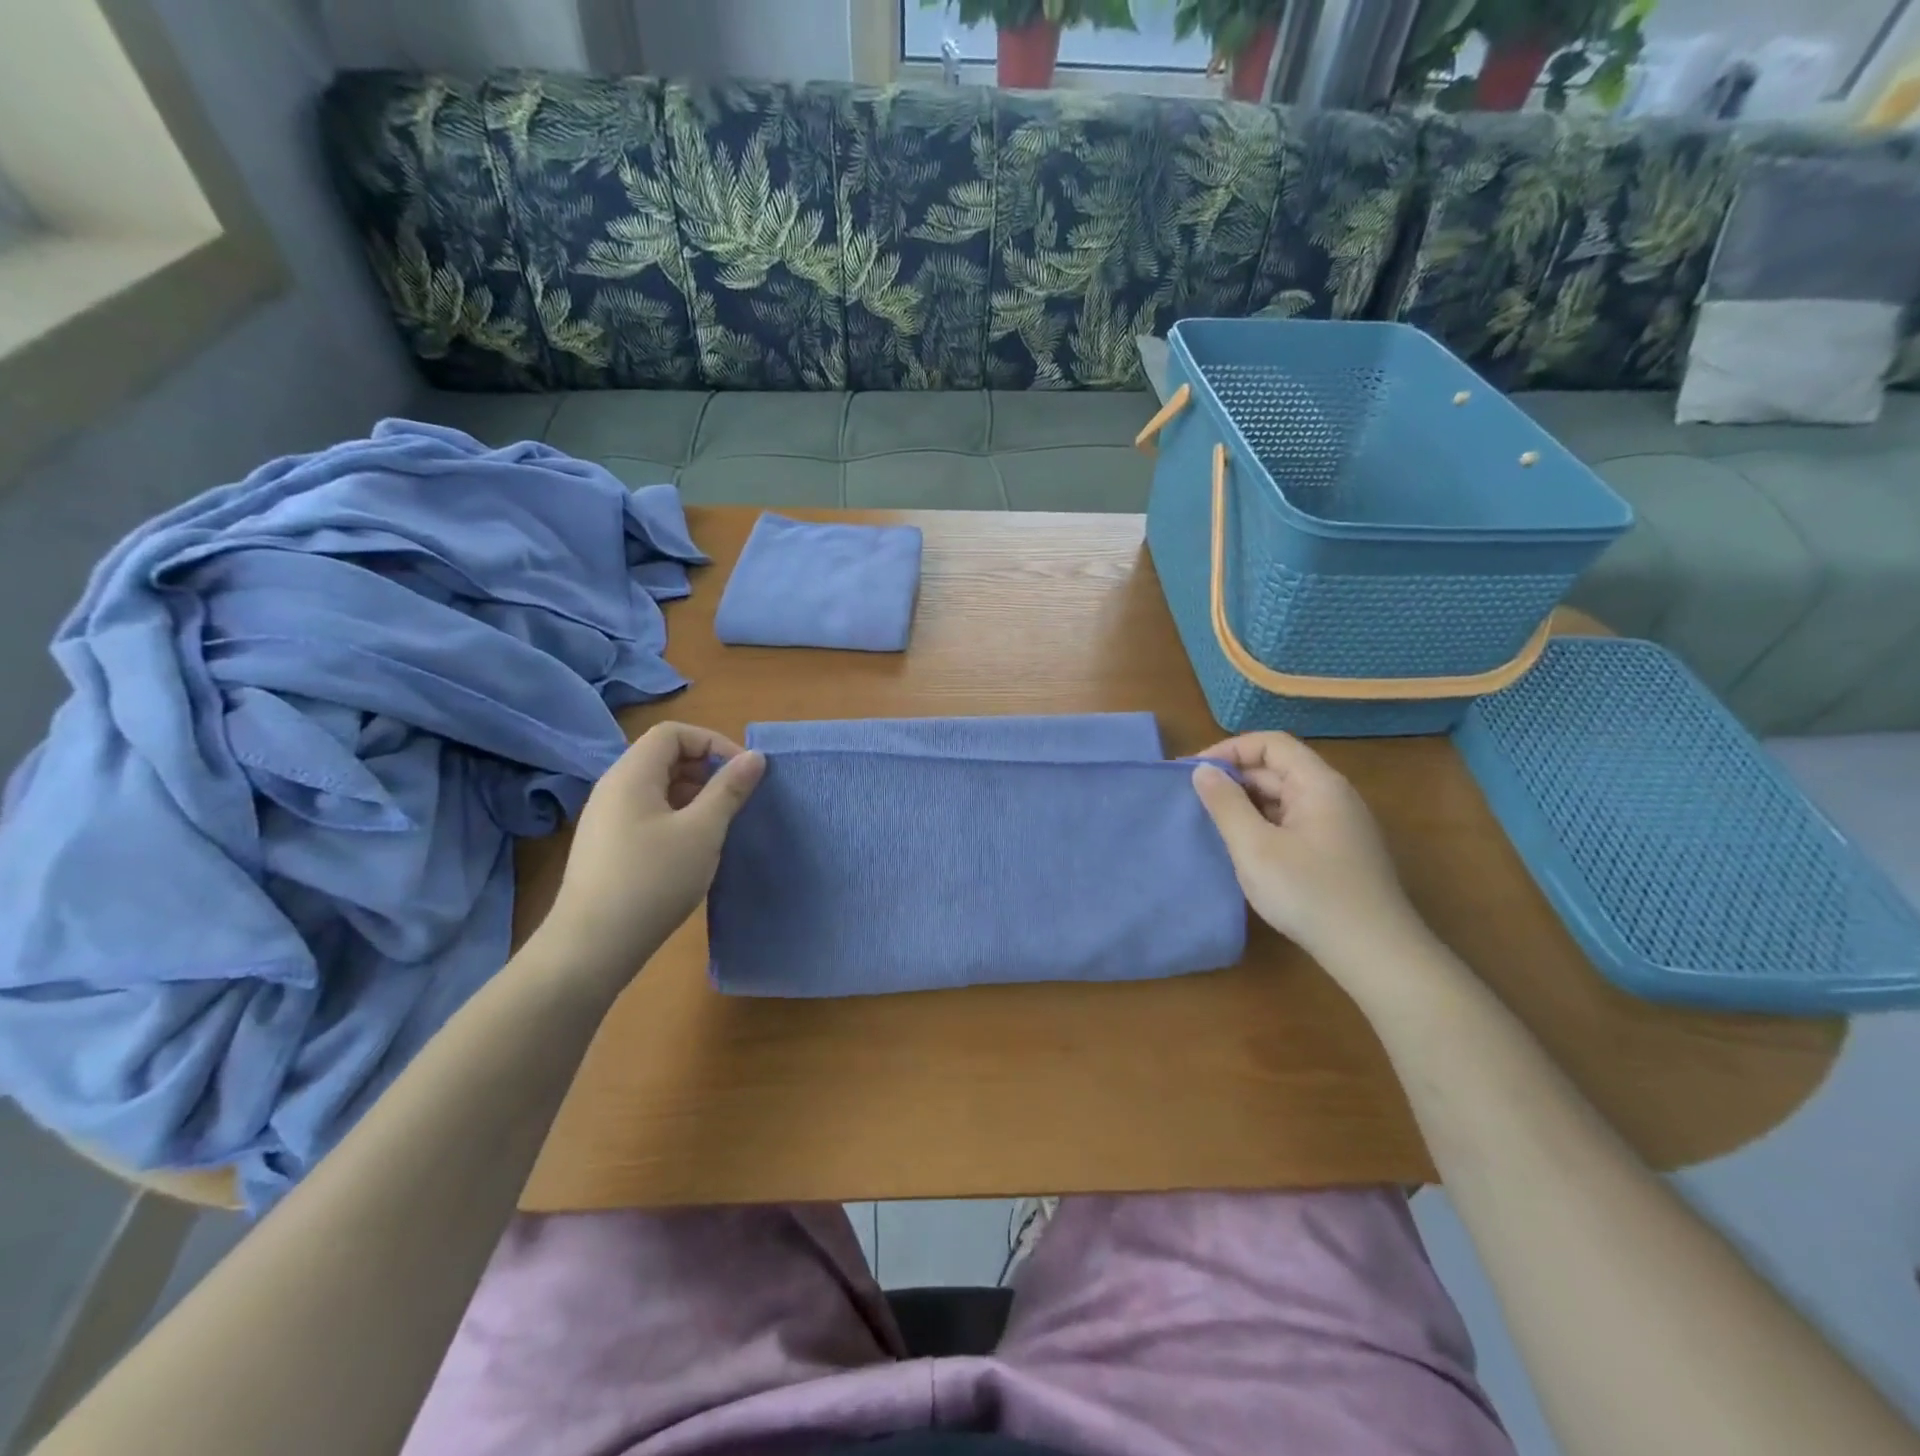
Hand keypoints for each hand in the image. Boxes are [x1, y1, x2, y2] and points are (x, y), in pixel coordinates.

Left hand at [534, 723, 763, 985]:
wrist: (591, 946)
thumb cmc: (653, 880)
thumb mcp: (702, 832)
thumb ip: (729, 789)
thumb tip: (755, 756)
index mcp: (631, 775)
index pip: (673, 733)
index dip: (712, 743)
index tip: (742, 772)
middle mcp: (613, 788)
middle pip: (663, 757)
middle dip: (705, 770)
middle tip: (735, 800)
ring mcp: (606, 819)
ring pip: (657, 788)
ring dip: (693, 796)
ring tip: (718, 826)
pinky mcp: (606, 846)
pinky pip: (646, 813)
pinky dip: (676, 817)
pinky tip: (692, 850)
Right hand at [1192, 733, 1425, 967]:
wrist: (1375, 953)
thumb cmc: (1309, 893)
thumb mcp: (1255, 848)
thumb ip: (1226, 804)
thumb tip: (1203, 770)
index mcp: (1318, 784)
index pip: (1270, 744)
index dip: (1229, 751)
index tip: (1193, 774)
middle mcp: (1333, 796)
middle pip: (1277, 770)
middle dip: (1234, 779)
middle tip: (1193, 803)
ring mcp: (1339, 826)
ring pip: (1284, 799)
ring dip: (1247, 805)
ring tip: (1212, 826)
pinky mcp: (1338, 852)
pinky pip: (1293, 823)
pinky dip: (1264, 825)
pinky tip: (1245, 850)